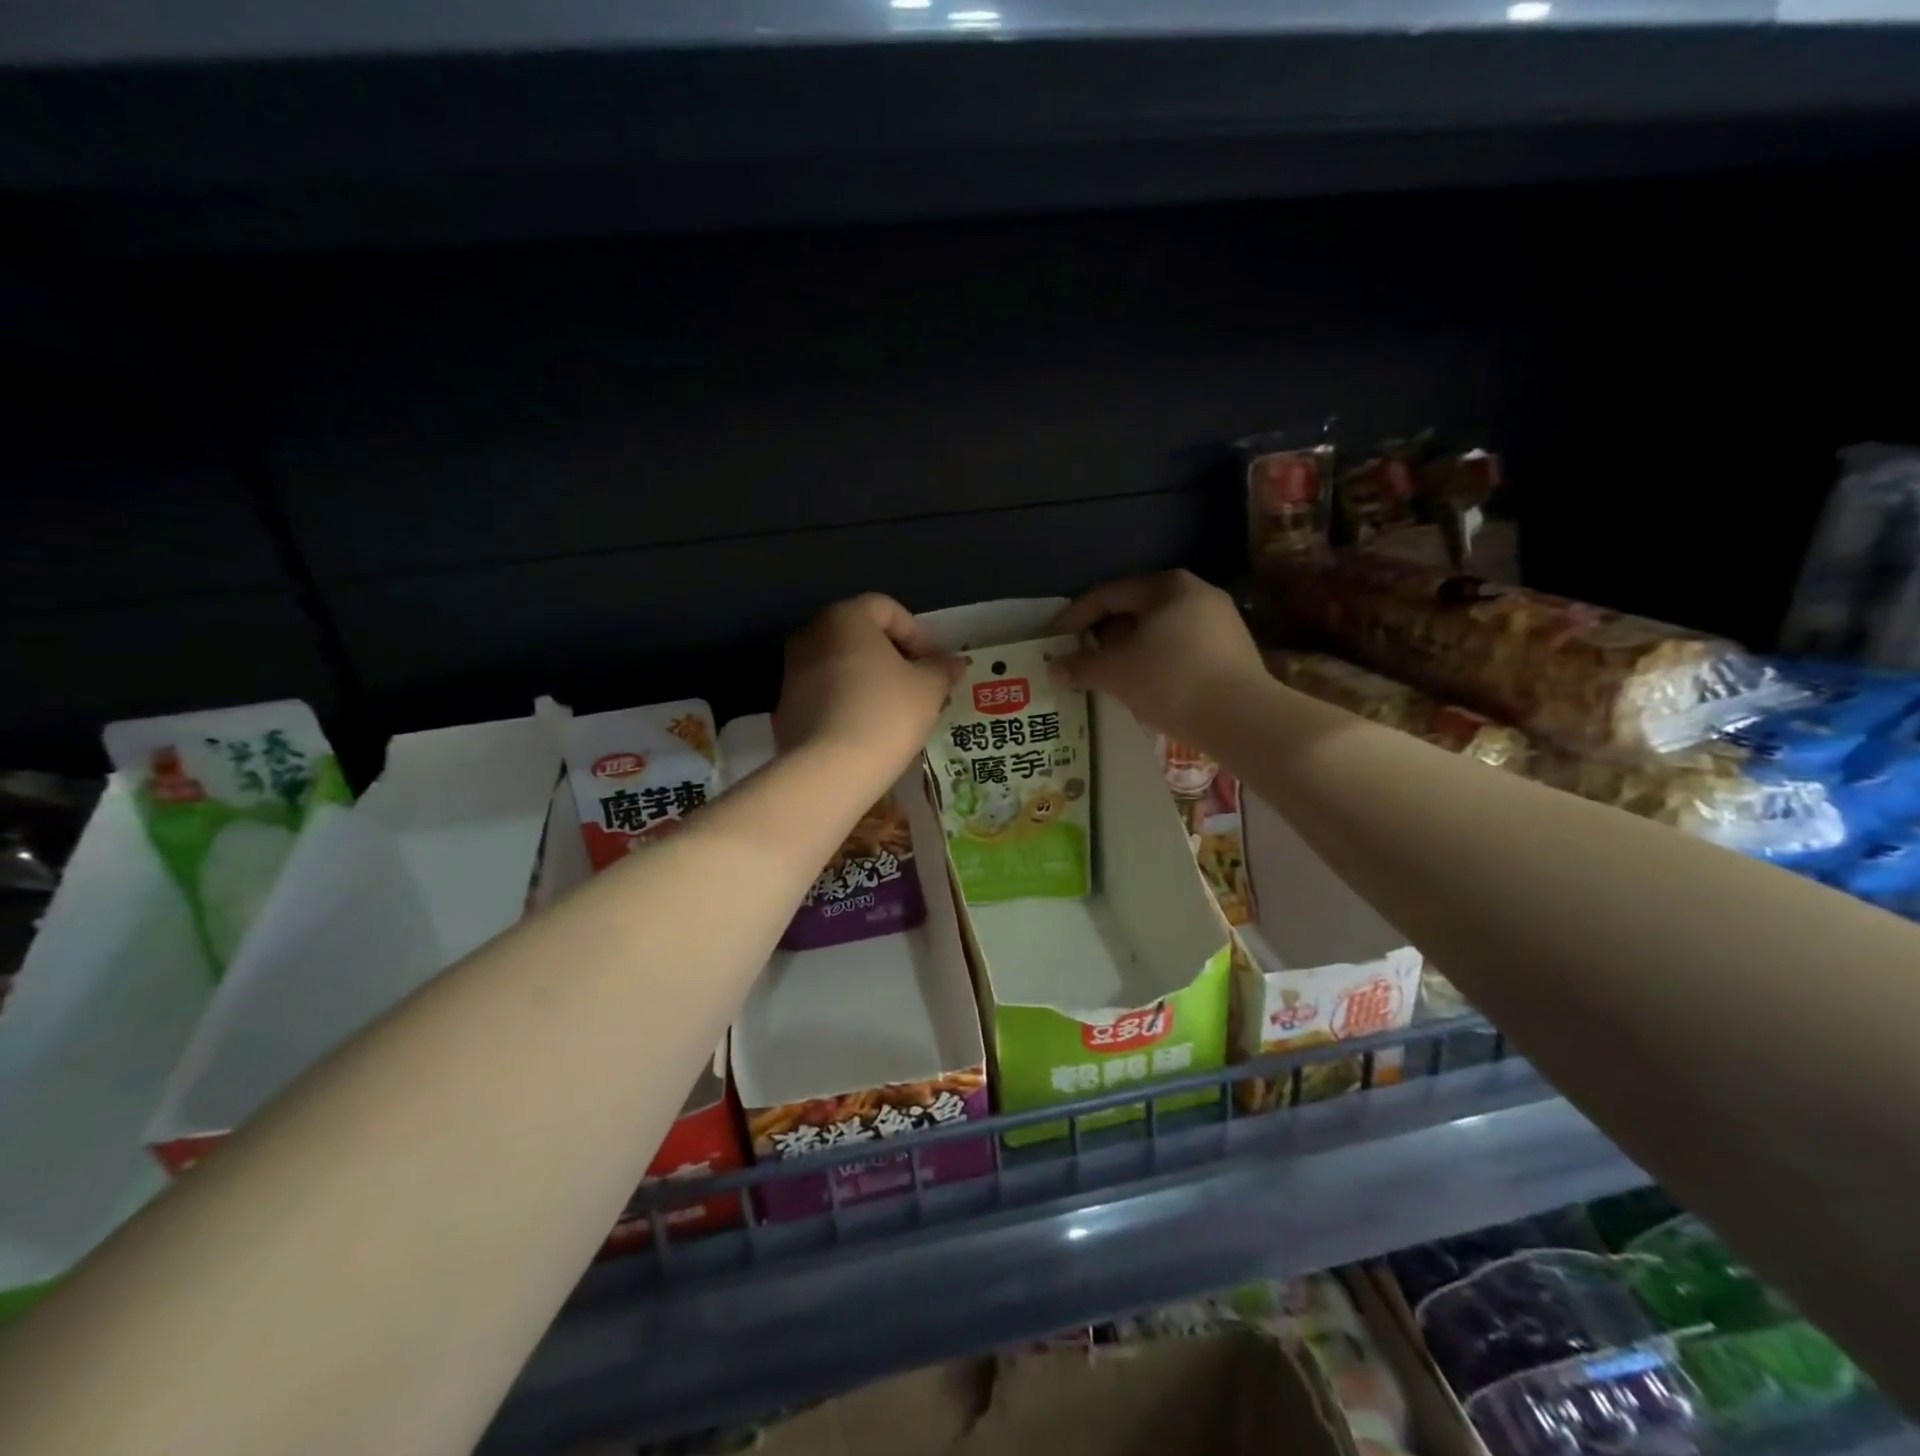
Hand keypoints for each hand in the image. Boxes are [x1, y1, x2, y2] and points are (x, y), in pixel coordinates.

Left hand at [777, 594, 960, 784]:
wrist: (829, 770)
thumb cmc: (885, 714)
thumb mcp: (928, 689)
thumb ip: (941, 669)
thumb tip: (952, 662)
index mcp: (845, 618)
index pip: (886, 608)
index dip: (918, 633)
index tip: (936, 664)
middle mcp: (811, 635)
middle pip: (860, 635)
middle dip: (894, 656)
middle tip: (920, 685)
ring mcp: (792, 672)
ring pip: (842, 665)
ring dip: (870, 680)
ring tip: (897, 710)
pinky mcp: (786, 707)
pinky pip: (826, 693)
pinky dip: (848, 701)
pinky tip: (869, 729)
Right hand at [1050, 571, 1264, 740]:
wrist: (1243, 719)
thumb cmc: (1170, 681)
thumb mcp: (1115, 673)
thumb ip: (1080, 667)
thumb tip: (1053, 669)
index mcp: (1166, 586)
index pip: (1108, 594)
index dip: (1075, 616)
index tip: (1054, 639)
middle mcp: (1197, 593)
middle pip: (1135, 610)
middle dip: (1103, 635)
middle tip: (1080, 659)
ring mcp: (1220, 621)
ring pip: (1159, 630)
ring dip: (1129, 650)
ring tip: (1109, 676)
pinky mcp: (1233, 650)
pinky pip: (1181, 647)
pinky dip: (1156, 661)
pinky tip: (1146, 686)